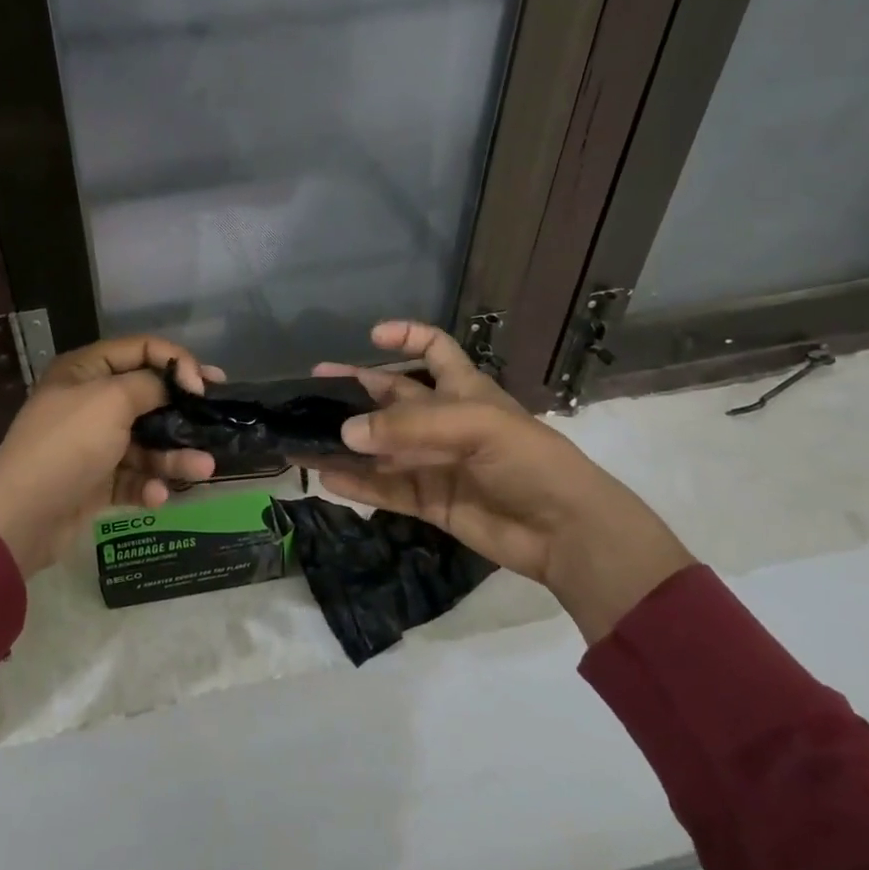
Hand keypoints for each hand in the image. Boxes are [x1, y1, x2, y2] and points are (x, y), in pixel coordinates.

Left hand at [0, 335, 219, 578]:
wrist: (22, 516)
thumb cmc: (68, 444)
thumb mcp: (111, 400)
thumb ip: (150, 385)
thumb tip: (175, 383)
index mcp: (86, 370)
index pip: (140, 350)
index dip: (176, 361)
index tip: (204, 385)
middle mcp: (90, 401)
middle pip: (148, 397)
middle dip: (183, 410)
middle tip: (217, 416)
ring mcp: (93, 443)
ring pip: (146, 442)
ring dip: (174, 455)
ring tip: (203, 468)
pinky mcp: (97, 481)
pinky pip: (133, 476)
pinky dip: (149, 484)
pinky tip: (157, 496)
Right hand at [312, 321, 693, 642]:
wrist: (565, 533)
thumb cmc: (529, 461)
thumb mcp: (474, 426)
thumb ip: (407, 426)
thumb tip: (345, 432)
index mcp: (464, 390)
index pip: (434, 350)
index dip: (406, 337)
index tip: (370, 336)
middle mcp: (444, 422)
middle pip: (392, 397)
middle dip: (354, 390)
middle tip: (310, 388)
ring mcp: (434, 463)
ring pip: (379, 446)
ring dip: (345, 442)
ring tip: (303, 439)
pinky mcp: (429, 501)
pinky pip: (383, 488)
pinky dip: (355, 484)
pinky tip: (326, 478)